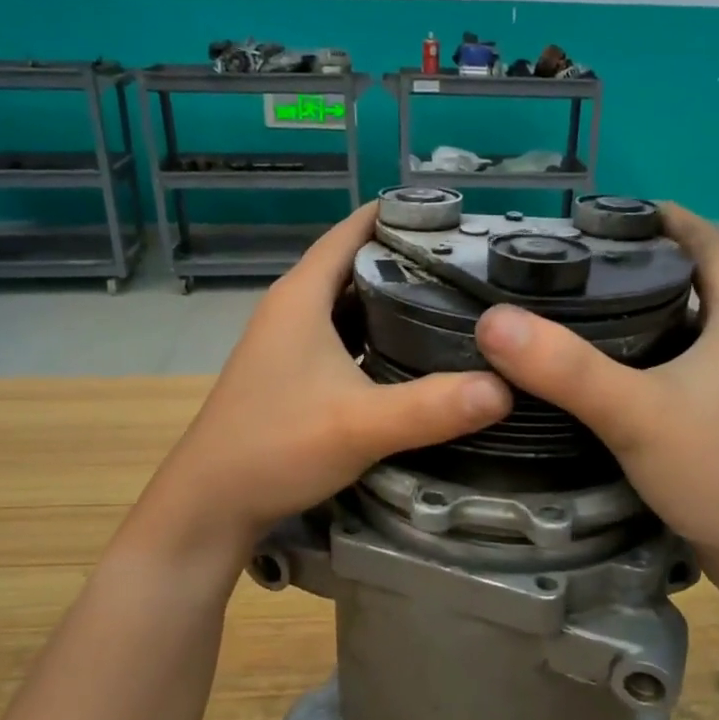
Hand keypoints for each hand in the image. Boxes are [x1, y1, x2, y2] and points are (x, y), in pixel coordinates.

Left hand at [137, 206, 511, 555]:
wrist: (211, 504)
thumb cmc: (275, 448)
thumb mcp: (360, 425)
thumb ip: (432, 407)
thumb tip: (507, 388)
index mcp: (302, 296)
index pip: (355, 229)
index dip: (403, 215)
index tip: (461, 218)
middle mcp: (294, 308)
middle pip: (359, 264)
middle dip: (412, 260)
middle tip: (475, 266)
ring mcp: (292, 343)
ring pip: (353, 304)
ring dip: (397, 300)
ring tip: (458, 304)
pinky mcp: (295, 374)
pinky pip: (346, 338)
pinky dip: (381, 337)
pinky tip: (417, 355)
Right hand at [473, 205, 718, 581]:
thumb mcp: (636, 413)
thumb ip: (566, 369)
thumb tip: (493, 321)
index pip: (703, 240)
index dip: (657, 217)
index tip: (599, 213)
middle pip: (687, 279)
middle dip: (634, 263)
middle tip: (567, 261)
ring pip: (679, 325)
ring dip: (634, 310)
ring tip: (571, 307)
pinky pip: (674, 364)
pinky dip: (639, 353)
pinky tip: (596, 370)